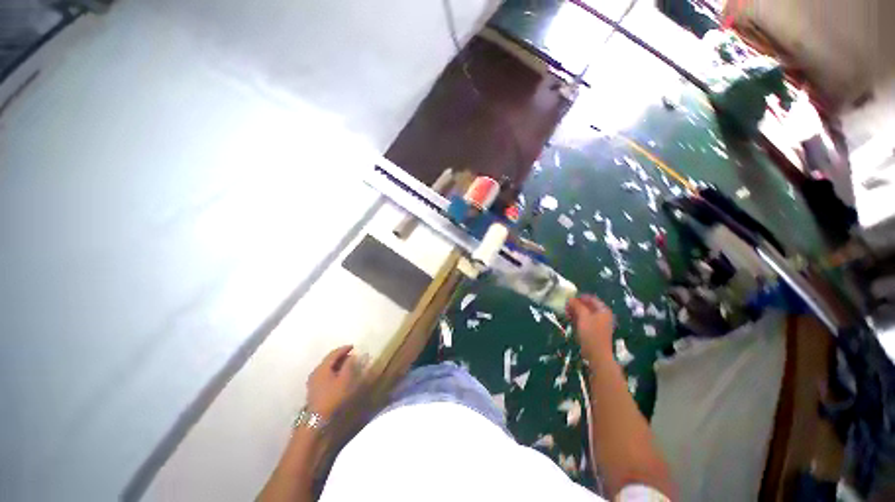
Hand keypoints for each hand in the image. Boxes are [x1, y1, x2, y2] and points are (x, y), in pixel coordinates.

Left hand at [307, 345, 361, 419]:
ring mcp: (313, 381)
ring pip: (326, 367)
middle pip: (329, 359)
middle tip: (351, 354)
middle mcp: (316, 371)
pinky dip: (333, 370)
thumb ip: (349, 366)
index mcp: (322, 367)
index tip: (353, 346)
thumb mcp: (345, 380)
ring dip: (337, 364)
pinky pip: (325, 374)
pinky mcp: (314, 388)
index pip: (334, 353)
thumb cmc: (333, 397)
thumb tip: (352, 356)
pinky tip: (339, 374)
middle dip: (340, 356)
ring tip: (347, 364)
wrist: (317, 419)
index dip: (344, 349)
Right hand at [567, 295, 614, 362]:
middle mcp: (602, 315)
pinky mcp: (593, 331)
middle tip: (565, 306)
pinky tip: (570, 320)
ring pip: (585, 314)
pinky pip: (584, 321)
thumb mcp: (583, 316)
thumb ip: (577, 305)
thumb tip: (570, 298)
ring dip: (575, 312)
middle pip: (588, 306)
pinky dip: (577, 319)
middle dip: (576, 305)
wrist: (596, 354)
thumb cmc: (591, 333)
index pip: (591, 298)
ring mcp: (598, 324)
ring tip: (566, 313)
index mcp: (603, 310)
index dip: (580, 297)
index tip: (568, 298)